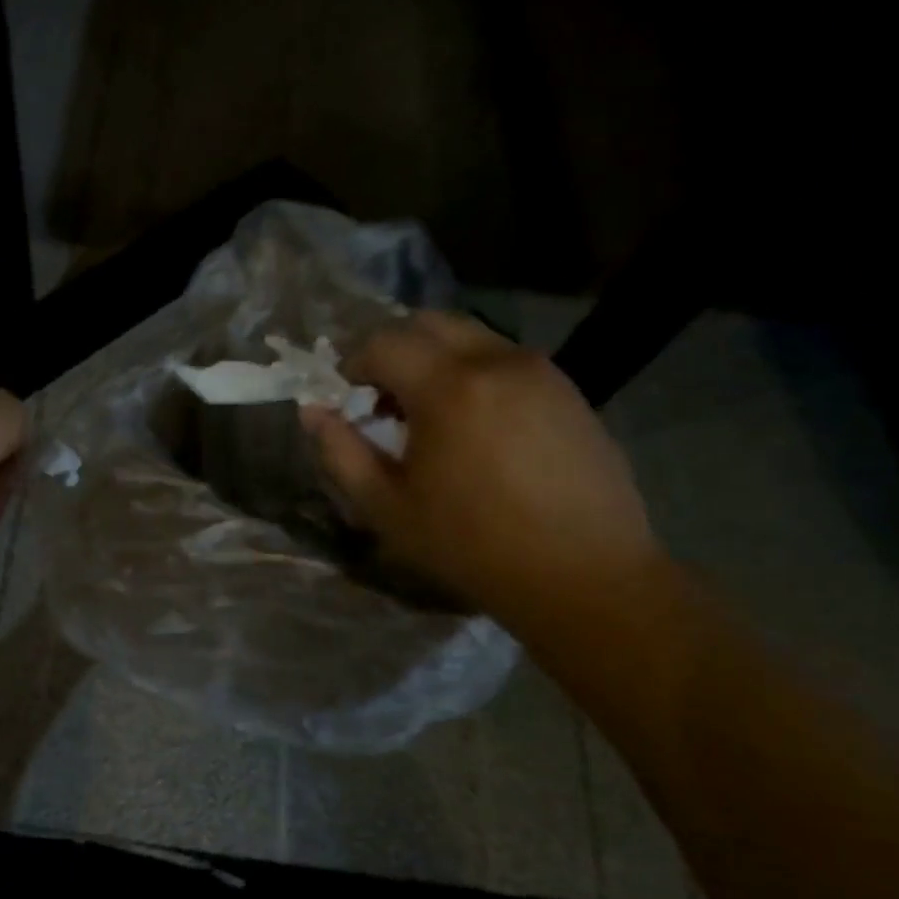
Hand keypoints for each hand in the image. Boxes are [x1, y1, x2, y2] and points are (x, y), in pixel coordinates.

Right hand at [300, 312, 662, 629]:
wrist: (585, 576)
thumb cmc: (472, 545)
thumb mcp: (387, 508)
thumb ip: (341, 452)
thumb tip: (313, 411)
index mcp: (448, 388)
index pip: (384, 342)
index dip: (354, 363)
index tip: (347, 397)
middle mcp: (496, 362)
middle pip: (429, 323)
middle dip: (394, 350)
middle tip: (383, 398)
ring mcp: (540, 371)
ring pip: (469, 336)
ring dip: (435, 360)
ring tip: (428, 414)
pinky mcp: (567, 390)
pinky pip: (504, 360)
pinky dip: (473, 373)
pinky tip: (473, 425)